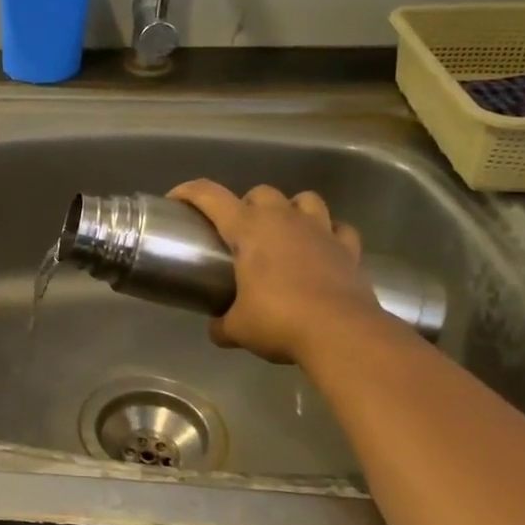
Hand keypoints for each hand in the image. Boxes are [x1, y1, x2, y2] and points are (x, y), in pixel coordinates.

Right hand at [167, 181, 383, 363]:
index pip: (210, 196)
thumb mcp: (237, 328)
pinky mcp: (349, 248)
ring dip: (291, 209)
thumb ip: (222, 324)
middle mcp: (283, 220)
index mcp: (248, 229)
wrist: (340, 333)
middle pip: (261, 192)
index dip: (188, 192)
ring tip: (283, 232)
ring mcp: (321, 230)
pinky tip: (322, 248)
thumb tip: (217, 329)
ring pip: (305, 199)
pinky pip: (339, 228)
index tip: (175, 200)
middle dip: (247, 205)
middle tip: (239, 232)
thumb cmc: (279, 321)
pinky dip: (329, 233)